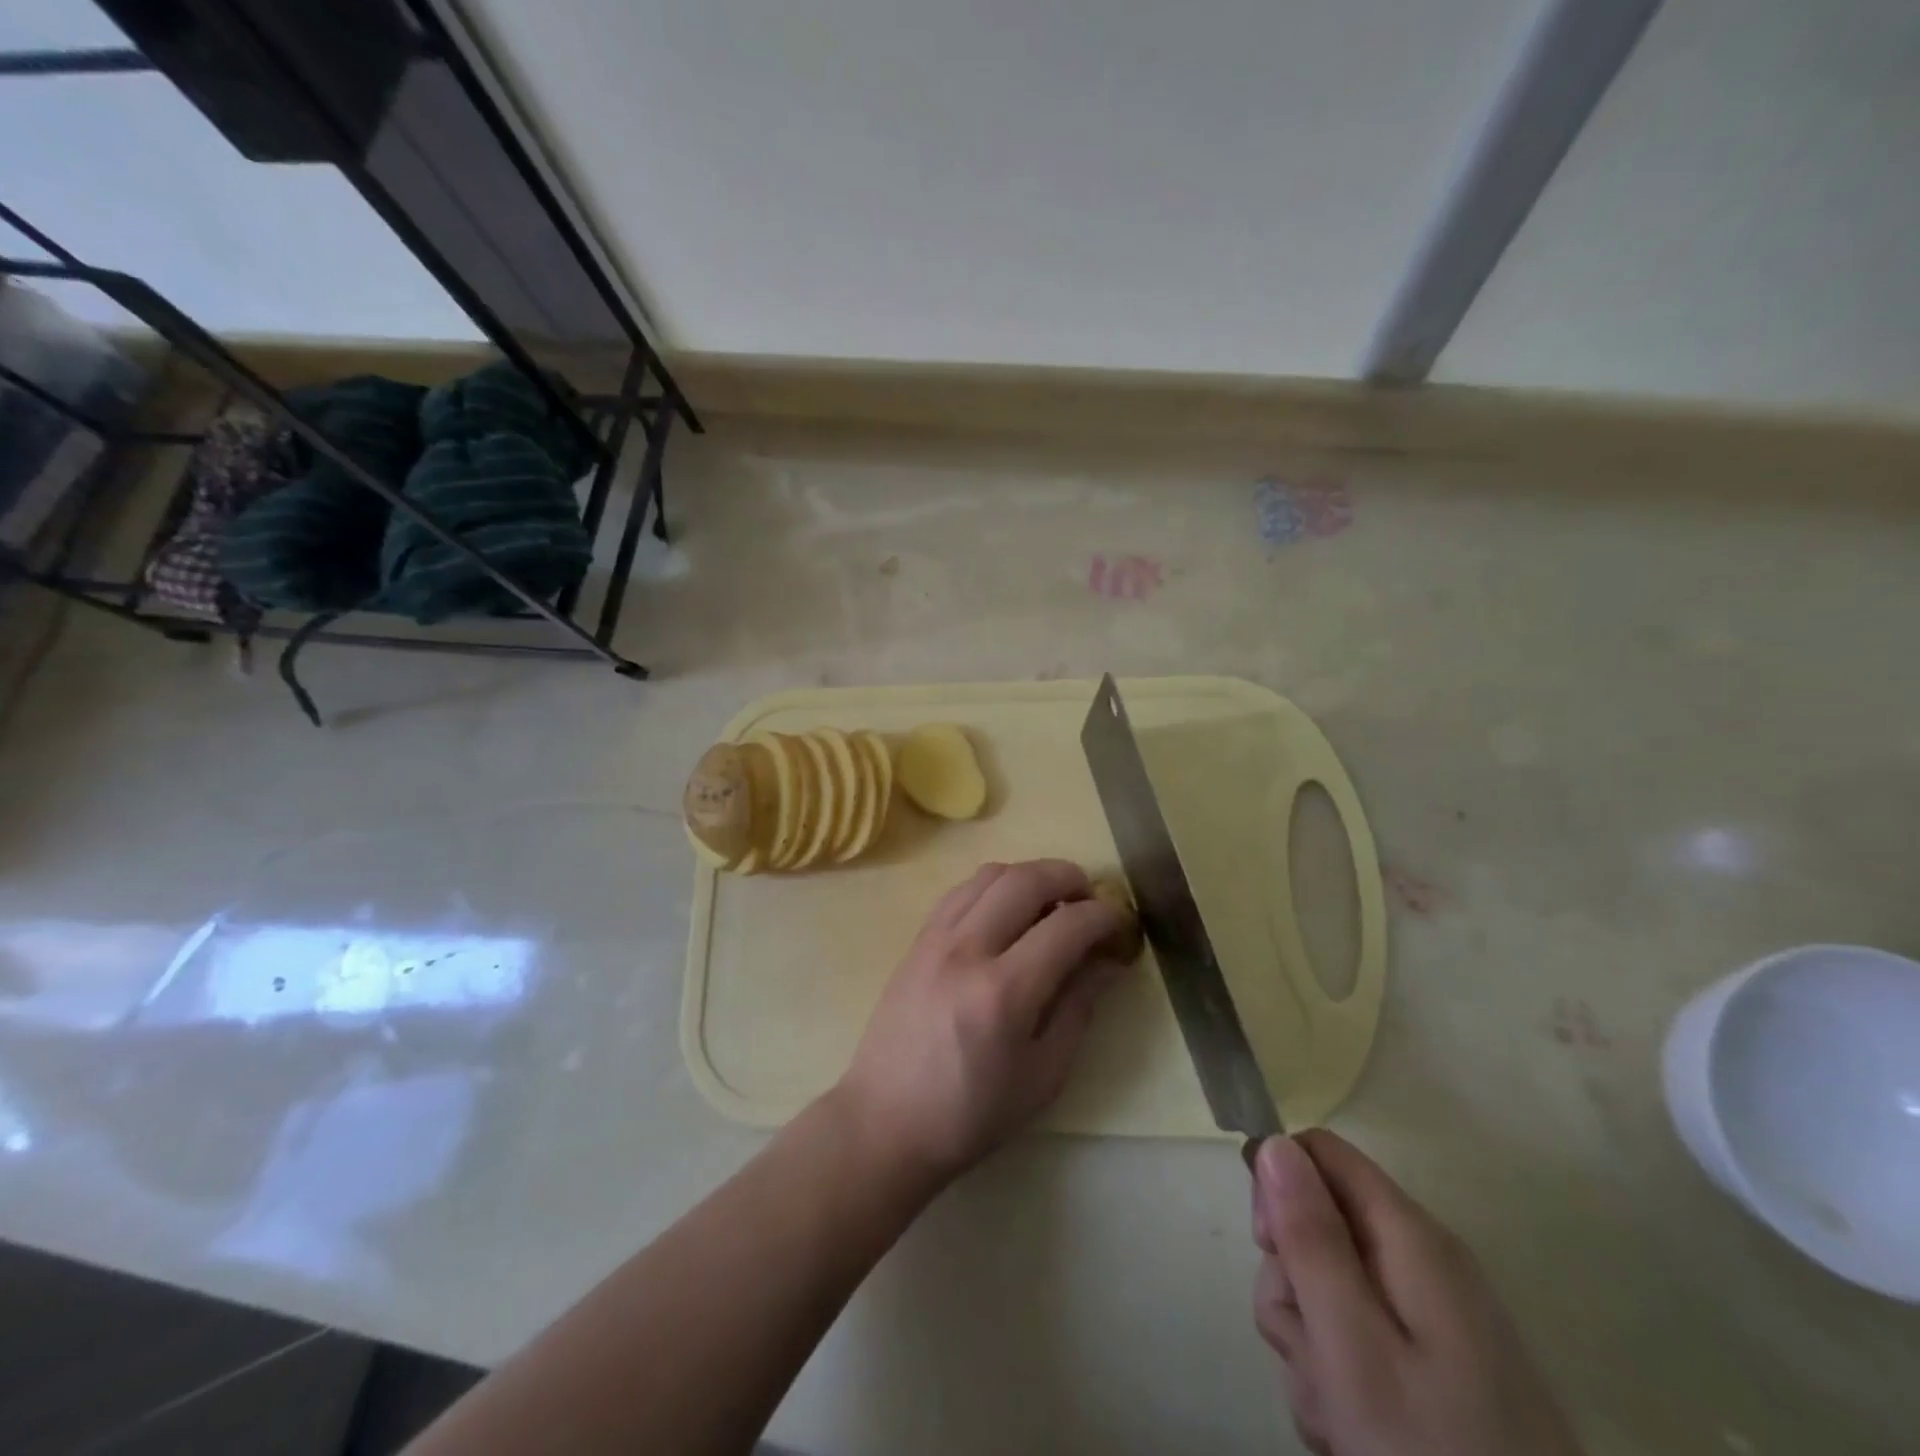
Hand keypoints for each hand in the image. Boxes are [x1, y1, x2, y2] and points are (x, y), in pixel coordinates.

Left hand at [836, 859, 1129, 1184]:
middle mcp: (967, 950)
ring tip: (1050, 902)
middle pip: (1026, 880)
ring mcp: (936, 938)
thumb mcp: (1043, 1075)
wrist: (886, 1120)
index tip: (1121, 923)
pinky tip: (1006, 911)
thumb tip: (1108, 961)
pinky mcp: (917, 939)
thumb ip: (1078, 1008)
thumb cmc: (971, 1113)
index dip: (1104, 916)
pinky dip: (994, 886)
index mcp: (1003, 993)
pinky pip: (962, 890)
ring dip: (1030, 875)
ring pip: (991, 874)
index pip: (1067, 926)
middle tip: (1089, 900)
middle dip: (1069, 878)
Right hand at [1251, 1132, 1582, 1455]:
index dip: (1278, 1187)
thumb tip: (1274, 1141)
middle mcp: (1423, 1259)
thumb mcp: (1353, 1347)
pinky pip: (1358, 1334)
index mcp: (1410, 1237)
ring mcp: (1433, 1315)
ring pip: (1328, 1285)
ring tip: (1336, 1411)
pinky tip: (1353, 1429)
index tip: (1269, 1250)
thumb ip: (1310, 1238)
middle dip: (1292, 1282)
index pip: (1319, 1152)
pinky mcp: (1438, 1364)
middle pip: (1318, 1222)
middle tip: (1310, 1348)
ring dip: (1310, 1340)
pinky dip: (1339, 1375)